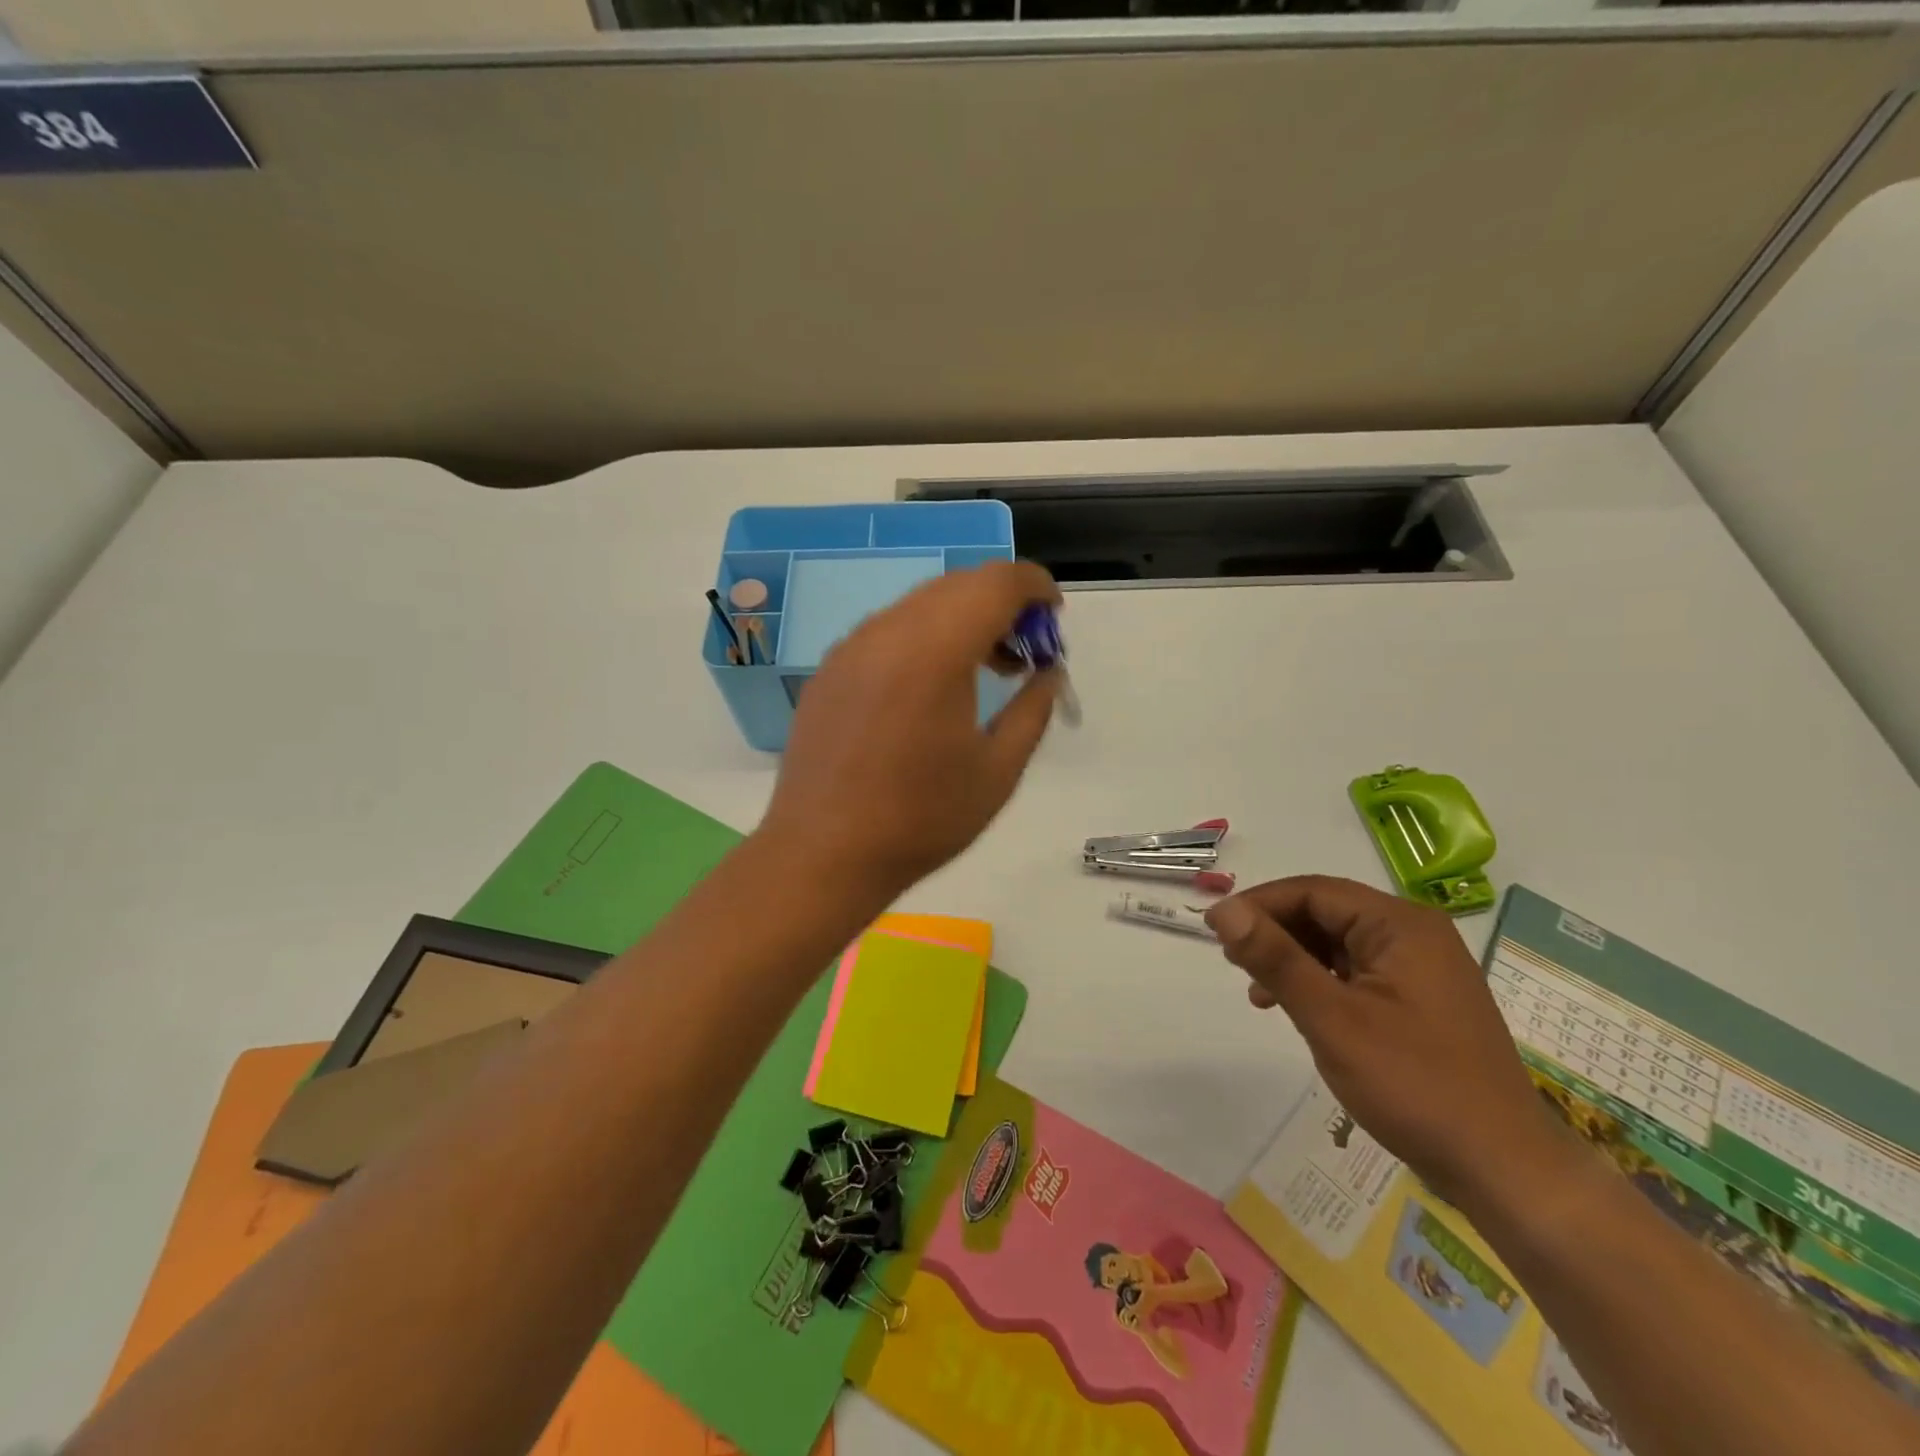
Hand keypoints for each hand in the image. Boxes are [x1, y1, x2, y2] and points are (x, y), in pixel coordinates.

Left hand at [760, 559, 1061, 898]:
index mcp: (935, 650)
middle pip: (958, 585)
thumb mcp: (998, 771)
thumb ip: (1033, 710)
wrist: (823, 853)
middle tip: (1026, 652)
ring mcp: (851, 647)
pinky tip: (932, 687)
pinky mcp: (829, 669)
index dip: (1035, 587)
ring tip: (986, 670)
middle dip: (1002, 604)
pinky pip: (887, 631)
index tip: (1054, 617)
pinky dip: (924, 637)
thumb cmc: (921, 819)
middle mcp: (888, 631)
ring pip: (920, 605)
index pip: (996, 583)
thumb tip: (1049, 673)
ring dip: (962, 619)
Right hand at [1205, 876, 1568, 1205]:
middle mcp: (1414, 935)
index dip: (1258, 904)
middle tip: (1232, 962)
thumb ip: (1275, 958)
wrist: (1504, 1171)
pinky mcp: (1419, 1002)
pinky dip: (1319, 983)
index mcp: (1400, 925)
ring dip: (1292, 959)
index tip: (1214, 929)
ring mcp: (1421, 970)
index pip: (1312, 891)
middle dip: (1274, 933)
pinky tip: (1296, 1009)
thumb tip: (1223, 910)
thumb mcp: (1332, 1018)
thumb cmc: (1414, 1085)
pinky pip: (1356, 973)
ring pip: (1338, 944)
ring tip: (1257, 990)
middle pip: (1326, 913)